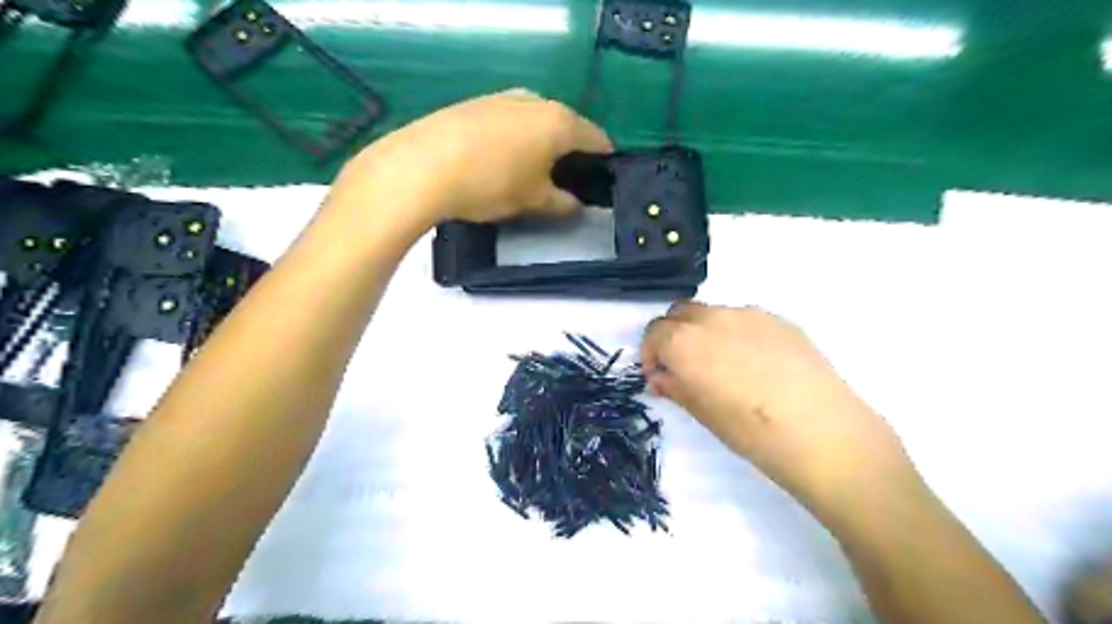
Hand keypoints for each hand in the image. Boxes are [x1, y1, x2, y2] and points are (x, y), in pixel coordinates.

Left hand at [327, 91, 612, 236]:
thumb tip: (578, 207)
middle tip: (568, 178)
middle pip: (566, 124)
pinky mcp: (476, 103)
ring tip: (534, 169)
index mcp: (559, 122)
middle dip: (571, 149)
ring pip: (536, 120)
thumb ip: (563, 203)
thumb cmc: (492, 184)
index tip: (603, 176)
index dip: (604, 157)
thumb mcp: (533, 200)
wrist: (423, 166)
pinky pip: (509, 120)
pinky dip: (516, 137)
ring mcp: (503, 98)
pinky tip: (502, 159)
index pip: (596, 137)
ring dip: (542, 142)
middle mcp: (536, 101)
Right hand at [643, 302, 920, 522]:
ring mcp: (748, 314)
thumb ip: (675, 387)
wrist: (822, 431)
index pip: (654, 332)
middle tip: (682, 365)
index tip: (658, 375)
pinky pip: (744, 319)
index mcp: (685, 341)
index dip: (650, 353)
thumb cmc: (750, 430)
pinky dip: (735, 333)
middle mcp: (712, 318)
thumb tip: (661, 378)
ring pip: (712, 313)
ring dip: (704, 331)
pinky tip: (755, 364)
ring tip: (722, 364)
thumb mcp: (702, 413)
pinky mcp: (779, 319)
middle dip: (673, 335)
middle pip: (679, 313)